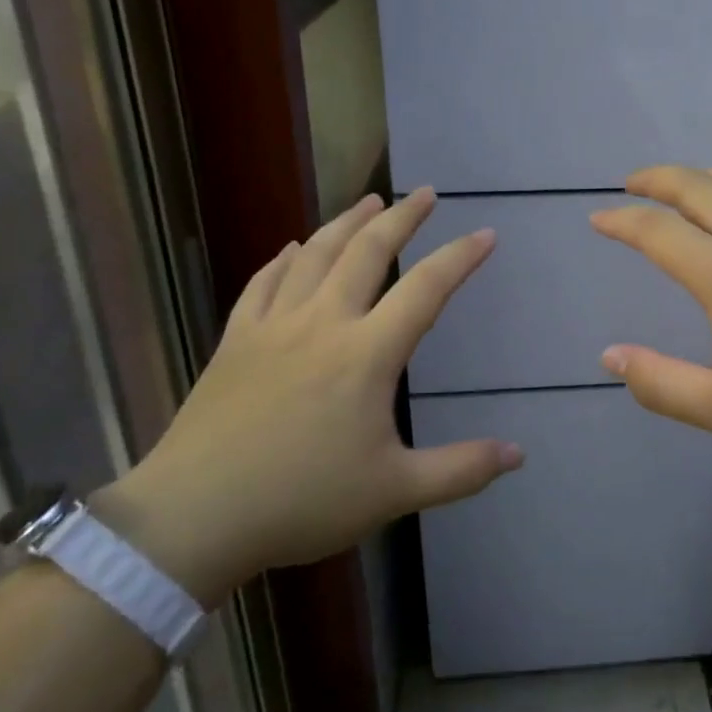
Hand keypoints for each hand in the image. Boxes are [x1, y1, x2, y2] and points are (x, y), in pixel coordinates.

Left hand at [93, 188, 519, 605]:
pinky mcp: (235, 340)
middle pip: (367, 251)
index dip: (460, 257)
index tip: (485, 234)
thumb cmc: (301, 501)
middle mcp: (323, 322)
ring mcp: (274, 326)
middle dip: (401, 218)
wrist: (193, 517)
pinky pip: (262, 282)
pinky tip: (292, 247)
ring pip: (315, 254)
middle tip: (424, 193)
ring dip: (346, 222)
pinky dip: (282, 258)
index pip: (426, 289)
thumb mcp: (394, 491)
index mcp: (366, 353)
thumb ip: (460, 470)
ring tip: (368, 200)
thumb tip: (517, 454)